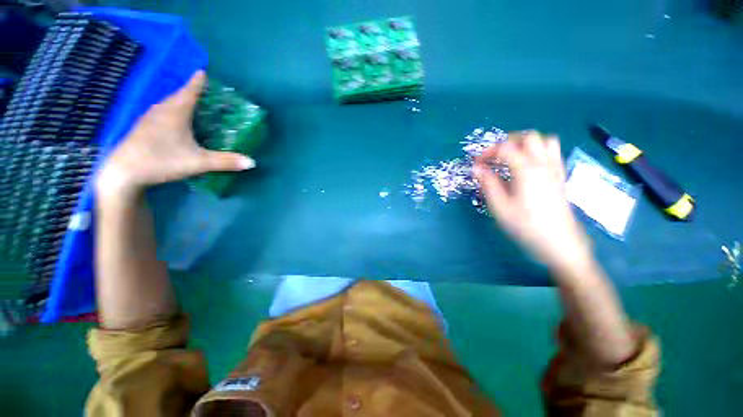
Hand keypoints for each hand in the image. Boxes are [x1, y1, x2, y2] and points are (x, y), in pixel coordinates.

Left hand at [96, 71, 254, 198]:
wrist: (123, 173)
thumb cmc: (162, 161)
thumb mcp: (199, 163)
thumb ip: (226, 162)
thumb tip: (252, 162)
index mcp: (176, 113)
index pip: (190, 91)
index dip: (197, 82)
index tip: (202, 71)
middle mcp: (161, 111)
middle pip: (178, 96)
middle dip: (190, 91)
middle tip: (201, 90)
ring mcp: (148, 119)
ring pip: (167, 104)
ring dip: (179, 101)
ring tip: (189, 104)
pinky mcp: (141, 129)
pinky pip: (160, 113)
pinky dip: (170, 111)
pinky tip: (172, 120)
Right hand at [474, 131, 590, 270]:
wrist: (559, 243)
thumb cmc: (525, 225)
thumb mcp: (499, 206)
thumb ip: (488, 183)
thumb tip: (476, 168)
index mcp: (526, 169)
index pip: (505, 148)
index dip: (487, 152)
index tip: (476, 164)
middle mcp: (544, 164)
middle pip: (529, 137)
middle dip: (508, 142)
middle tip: (494, 157)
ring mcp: (555, 169)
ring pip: (545, 141)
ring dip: (527, 144)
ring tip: (512, 158)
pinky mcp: (560, 177)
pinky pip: (553, 153)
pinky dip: (538, 152)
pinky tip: (528, 167)